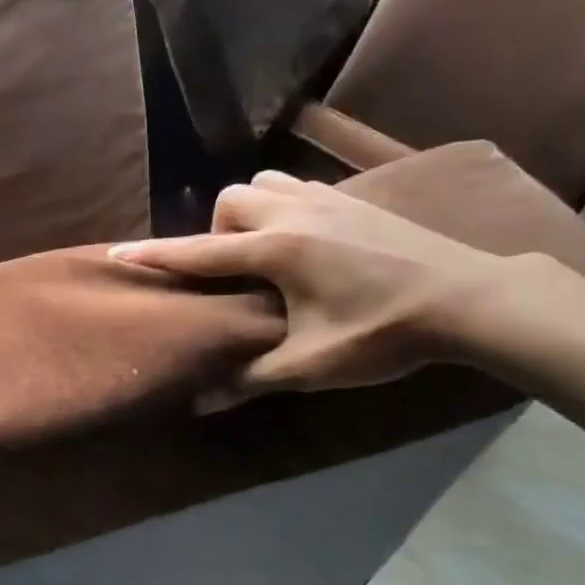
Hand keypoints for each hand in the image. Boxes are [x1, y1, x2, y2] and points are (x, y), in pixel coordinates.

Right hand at [110, 170, 527, 405]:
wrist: (466, 298)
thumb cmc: (382, 332)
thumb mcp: (311, 366)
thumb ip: (251, 378)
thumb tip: (200, 401)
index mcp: (276, 249)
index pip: (200, 250)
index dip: (156, 255)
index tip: (117, 252)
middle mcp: (294, 213)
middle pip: (230, 199)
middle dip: (217, 230)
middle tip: (236, 271)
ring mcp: (328, 199)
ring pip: (266, 184)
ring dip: (251, 212)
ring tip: (266, 252)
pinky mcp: (356, 199)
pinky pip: (300, 188)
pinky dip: (285, 207)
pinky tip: (308, 243)